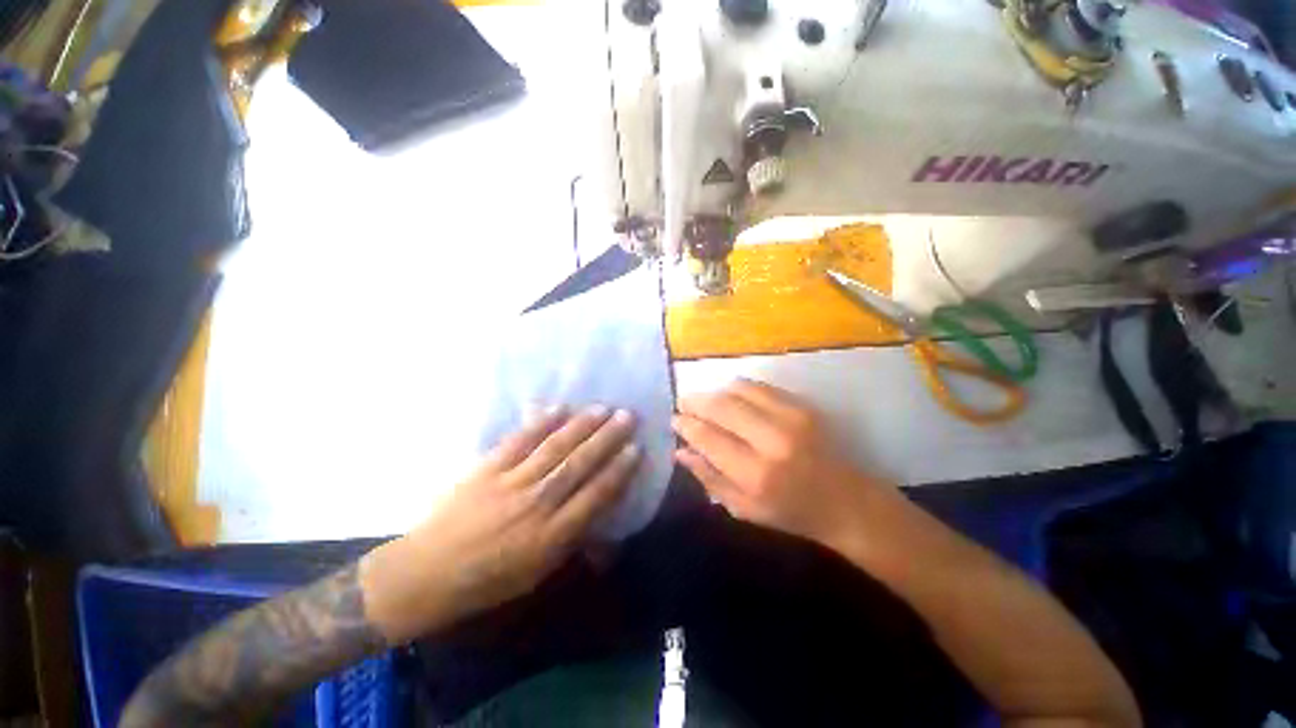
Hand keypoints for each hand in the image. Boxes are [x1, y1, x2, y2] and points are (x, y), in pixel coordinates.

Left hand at [361, 406, 640, 642]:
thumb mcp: (538, 573)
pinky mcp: (486, 469)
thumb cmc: (489, 580)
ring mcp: (509, 484)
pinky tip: (558, 408)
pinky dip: (539, 423)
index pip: (595, 496)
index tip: (636, 448)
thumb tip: (602, 514)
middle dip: (607, 439)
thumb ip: (573, 540)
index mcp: (550, 537)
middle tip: (627, 416)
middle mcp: (535, 506)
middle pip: (578, 465)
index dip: (618, 471)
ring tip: (602, 408)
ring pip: (554, 449)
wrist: (426, 575)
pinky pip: (518, 442)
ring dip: (581, 426)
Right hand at [674, 379, 895, 550]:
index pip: (708, 437)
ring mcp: (790, 417)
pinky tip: (729, 398)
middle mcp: (772, 439)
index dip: (686, 425)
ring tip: (704, 401)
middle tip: (682, 404)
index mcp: (756, 474)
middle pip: (720, 406)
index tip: (674, 420)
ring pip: (737, 389)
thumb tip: (679, 451)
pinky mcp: (802, 405)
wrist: (845, 500)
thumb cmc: (790, 512)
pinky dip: (736, 389)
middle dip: (695, 401)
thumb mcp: (743, 509)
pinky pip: (758, 386)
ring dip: (714, 392)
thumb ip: (708, 477)